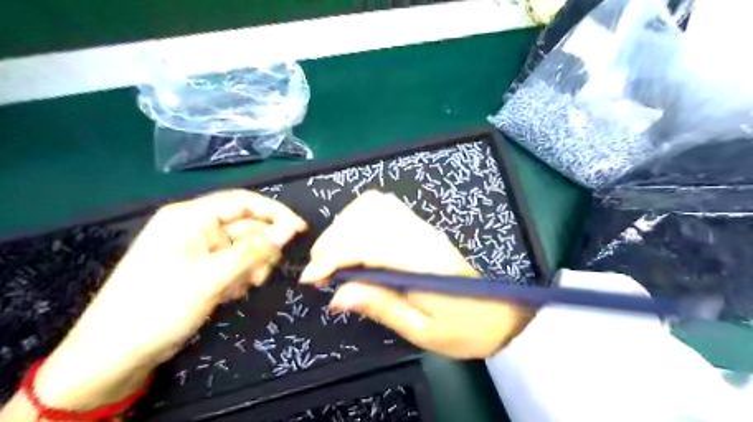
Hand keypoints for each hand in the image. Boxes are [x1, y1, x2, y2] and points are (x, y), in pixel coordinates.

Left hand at [33, 191, 305, 411]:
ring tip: (247, 286)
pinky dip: (241, 274)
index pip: (243, 202)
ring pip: (243, 246)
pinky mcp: (200, 267)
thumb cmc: (158, 309)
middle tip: (265, 273)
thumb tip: (289, 230)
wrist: (114, 356)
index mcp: (189, 217)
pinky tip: (234, 292)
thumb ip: (253, 252)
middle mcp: (194, 227)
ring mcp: (197, 248)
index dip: (275, 213)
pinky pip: (233, 262)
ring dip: (252, 264)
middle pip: (245, 225)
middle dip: (261, 248)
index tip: (300, 230)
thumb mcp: (211, 278)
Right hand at [300, 191, 535, 358]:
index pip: (368, 244)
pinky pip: (385, 206)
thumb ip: (380, 306)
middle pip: (367, 218)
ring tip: (331, 251)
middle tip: (317, 268)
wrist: (496, 314)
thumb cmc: (461, 329)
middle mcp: (420, 235)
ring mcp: (422, 227)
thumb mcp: (420, 330)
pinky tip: (352, 236)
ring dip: (345, 223)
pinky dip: (360, 215)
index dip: (334, 257)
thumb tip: (337, 295)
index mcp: (421, 263)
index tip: (311, 279)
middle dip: (333, 239)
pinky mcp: (420, 227)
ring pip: (375, 205)